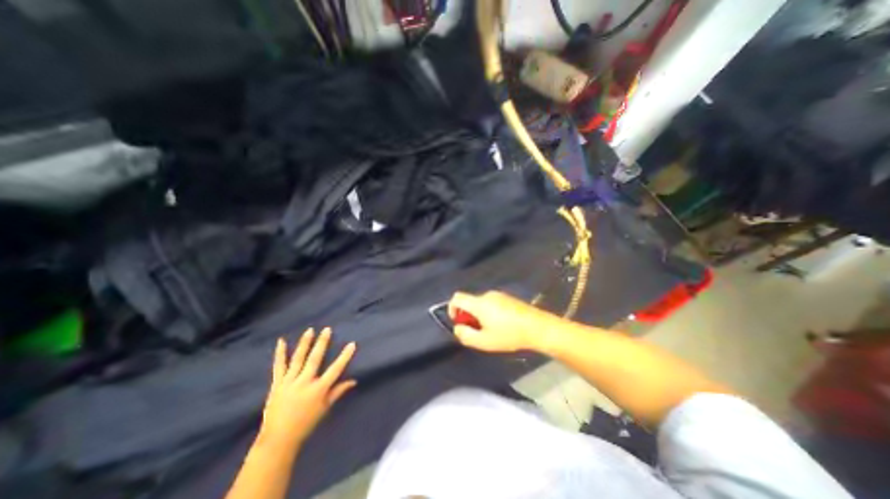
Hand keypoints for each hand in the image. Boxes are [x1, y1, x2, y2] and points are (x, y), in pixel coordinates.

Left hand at [259, 327, 355, 447]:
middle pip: (315, 359)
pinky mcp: (277, 384)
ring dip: (304, 344)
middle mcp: (304, 383)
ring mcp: (289, 382)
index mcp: (318, 390)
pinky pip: (279, 366)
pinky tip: (282, 341)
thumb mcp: (325, 408)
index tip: (352, 344)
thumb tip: (353, 380)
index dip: (344, 356)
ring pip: (298, 359)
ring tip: (310, 330)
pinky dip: (280, 354)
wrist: (278, 439)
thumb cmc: (306, 424)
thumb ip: (338, 392)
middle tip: (327, 329)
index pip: (335, 369)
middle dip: (322, 343)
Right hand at [448, 291, 556, 353]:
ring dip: (479, 315)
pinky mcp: (508, 298)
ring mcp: (499, 295)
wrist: (538, 327)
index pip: (457, 297)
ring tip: (491, 331)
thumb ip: (465, 335)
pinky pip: (491, 303)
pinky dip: (489, 312)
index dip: (452, 308)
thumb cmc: (509, 335)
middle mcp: (487, 295)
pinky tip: (502, 325)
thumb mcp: (484, 341)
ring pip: (481, 304)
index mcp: (479, 303)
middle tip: (477, 332)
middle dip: (468, 316)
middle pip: (470, 302)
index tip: (459, 322)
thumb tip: (458, 328)